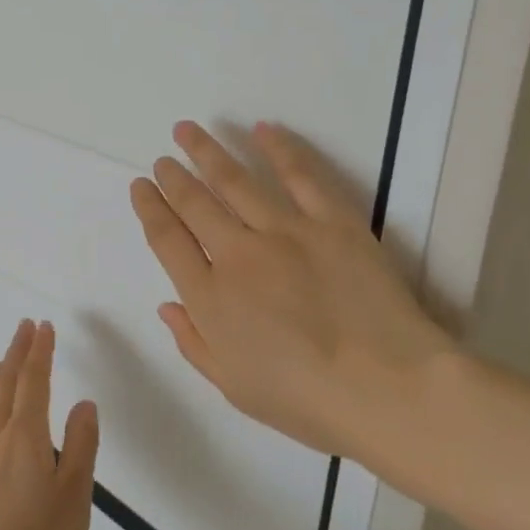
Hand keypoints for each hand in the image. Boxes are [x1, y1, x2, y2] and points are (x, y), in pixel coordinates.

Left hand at [0, 320, 99, 529]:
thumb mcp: (75, 497)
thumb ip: (81, 447)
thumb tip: (84, 403)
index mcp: (26, 437)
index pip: (33, 382)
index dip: (40, 352)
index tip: (43, 328)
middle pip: (6, 384)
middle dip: (17, 352)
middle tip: (25, 328)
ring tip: (0, 361)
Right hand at [129, 121, 453, 456]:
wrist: (388, 389)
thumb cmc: (305, 400)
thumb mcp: (234, 386)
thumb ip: (194, 343)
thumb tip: (168, 305)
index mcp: (210, 298)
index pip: (167, 240)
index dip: (149, 209)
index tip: (140, 187)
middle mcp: (237, 254)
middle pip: (195, 203)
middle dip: (173, 177)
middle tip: (162, 158)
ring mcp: (285, 232)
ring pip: (235, 180)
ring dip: (207, 152)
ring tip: (188, 131)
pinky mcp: (332, 222)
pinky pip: (300, 175)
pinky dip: (279, 149)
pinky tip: (262, 129)